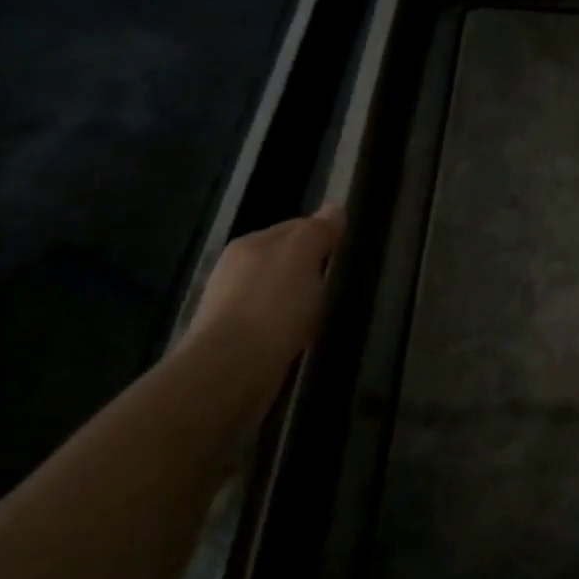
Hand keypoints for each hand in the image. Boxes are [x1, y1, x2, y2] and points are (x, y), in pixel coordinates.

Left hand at [182, 206, 343, 373]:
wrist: (231, 371)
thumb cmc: (271, 306)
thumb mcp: (301, 257)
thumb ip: (317, 232)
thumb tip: (334, 207)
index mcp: (250, 245)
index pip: (294, 227)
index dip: (322, 233)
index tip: (347, 248)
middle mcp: (235, 271)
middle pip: (282, 259)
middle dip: (309, 267)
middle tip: (340, 279)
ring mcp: (231, 307)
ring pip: (276, 292)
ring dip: (298, 298)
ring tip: (325, 309)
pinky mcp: (235, 341)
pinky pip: (271, 322)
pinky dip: (288, 324)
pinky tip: (302, 334)